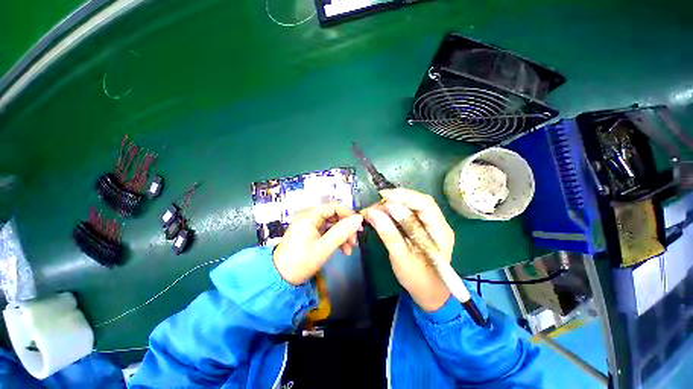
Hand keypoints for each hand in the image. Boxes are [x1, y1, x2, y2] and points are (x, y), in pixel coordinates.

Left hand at [274, 202, 363, 284]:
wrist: (281, 278)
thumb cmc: (301, 261)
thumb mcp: (325, 247)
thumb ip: (343, 231)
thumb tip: (359, 218)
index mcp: (310, 215)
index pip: (334, 206)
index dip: (348, 214)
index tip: (359, 226)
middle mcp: (310, 216)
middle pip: (334, 215)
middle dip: (346, 227)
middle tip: (355, 240)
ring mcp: (310, 225)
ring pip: (333, 224)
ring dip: (343, 235)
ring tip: (350, 249)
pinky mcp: (311, 233)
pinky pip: (327, 231)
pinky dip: (336, 239)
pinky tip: (343, 250)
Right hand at [361, 188, 454, 311]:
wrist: (429, 294)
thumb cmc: (418, 280)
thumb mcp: (401, 258)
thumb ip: (388, 234)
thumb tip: (373, 212)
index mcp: (440, 232)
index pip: (425, 204)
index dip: (404, 196)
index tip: (383, 196)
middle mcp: (439, 224)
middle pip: (419, 202)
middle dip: (397, 199)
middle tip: (377, 204)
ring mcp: (431, 225)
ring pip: (413, 206)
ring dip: (395, 204)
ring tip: (377, 208)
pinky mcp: (423, 228)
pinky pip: (409, 213)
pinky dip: (395, 211)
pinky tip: (384, 214)